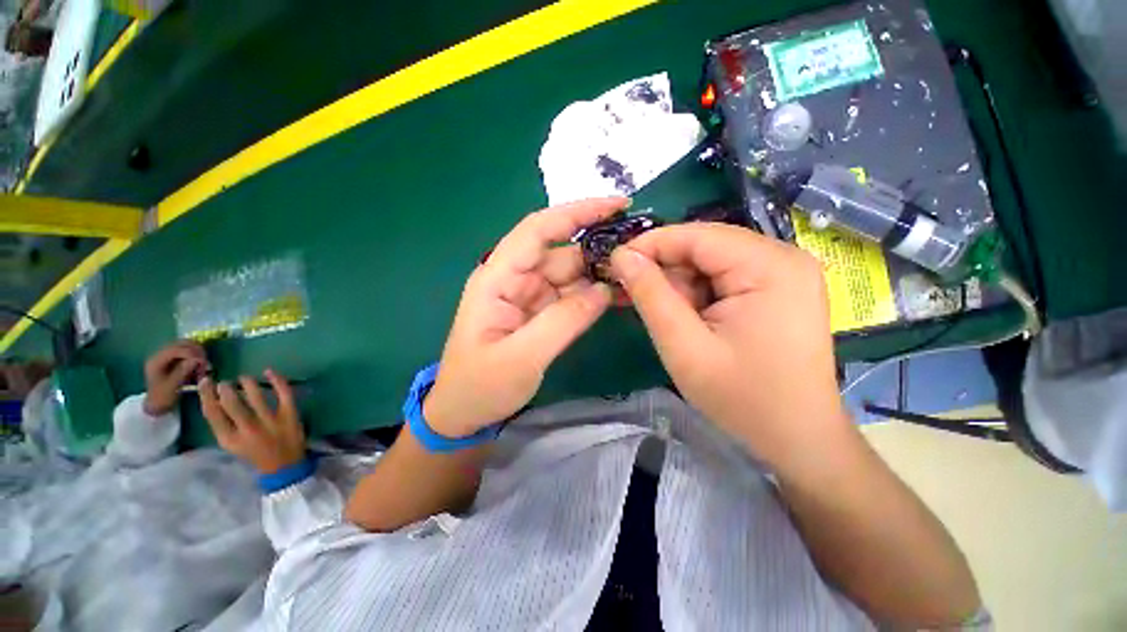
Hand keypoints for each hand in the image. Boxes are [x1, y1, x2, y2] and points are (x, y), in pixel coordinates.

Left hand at [143, 341, 209, 415]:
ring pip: (186, 345)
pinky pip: (187, 350)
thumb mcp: (172, 387)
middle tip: (206, 362)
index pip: (175, 349)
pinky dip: (196, 355)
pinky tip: (199, 364)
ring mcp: (166, 356)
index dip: (191, 353)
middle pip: (181, 344)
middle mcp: (160, 355)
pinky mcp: (172, 358)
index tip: (204, 362)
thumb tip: (197, 359)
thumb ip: (183, 371)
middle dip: (196, 351)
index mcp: (156, 361)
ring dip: (198, 353)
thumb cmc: (163, 398)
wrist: (156, 404)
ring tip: (203, 364)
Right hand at [199, 370, 305, 474]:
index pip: (212, 413)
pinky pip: (284, 393)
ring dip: (247, 383)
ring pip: (256, 396)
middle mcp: (248, 429)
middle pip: (232, 403)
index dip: (206, 395)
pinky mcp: (290, 415)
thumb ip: (224, 426)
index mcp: (230, 439)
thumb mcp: (232, 445)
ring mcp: (271, 421)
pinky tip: (269, 371)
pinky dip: (277, 380)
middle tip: (224, 382)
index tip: (206, 382)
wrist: (285, 466)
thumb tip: (215, 399)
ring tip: (243, 378)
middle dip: (225, 389)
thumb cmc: (255, 453)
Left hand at [423, 198, 624, 436]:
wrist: (464, 413)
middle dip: (598, 248)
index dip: (577, 212)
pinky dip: (593, 295)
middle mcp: (513, 278)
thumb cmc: (480, 386)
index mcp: (498, 278)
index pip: (538, 229)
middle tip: (641, 252)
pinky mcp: (539, 312)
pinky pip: (570, 296)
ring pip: (569, 274)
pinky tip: (618, 296)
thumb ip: (563, 320)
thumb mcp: (521, 357)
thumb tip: (604, 289)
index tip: (617, 205)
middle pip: (561, 251)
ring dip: (600, 274)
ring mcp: (528, 296)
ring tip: (637, 276)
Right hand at [609, 223, 849, 468]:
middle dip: (666, 269)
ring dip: (681, 284)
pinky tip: (688, 317)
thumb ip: (650, 295)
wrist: (797, 437)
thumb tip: (622, 256)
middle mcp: (783, 257)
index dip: (651, 244)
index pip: (697, 235)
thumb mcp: (684, 347)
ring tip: (666, 316)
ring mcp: (785, 272)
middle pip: (705, 246)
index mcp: (769, 266)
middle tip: (634, 295)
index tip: (616, 262)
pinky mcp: (779, 288)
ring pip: (712, 262)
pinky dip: (698, 293)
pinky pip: (725, 276)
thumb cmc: (742, 398)